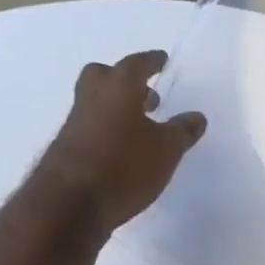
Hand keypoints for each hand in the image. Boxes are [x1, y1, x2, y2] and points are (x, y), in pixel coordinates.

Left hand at [33, 50, 205, 232]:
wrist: (71, 203)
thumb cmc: (125, 166)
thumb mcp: (166, 150)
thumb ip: (182, 131)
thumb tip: (196, 117)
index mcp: (118, 88)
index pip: (136, 64)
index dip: (151, 62)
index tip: (162, 61)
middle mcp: (92, 98)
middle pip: (104, 76)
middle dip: (123, 80)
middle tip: (145, 94)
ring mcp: (75, 123)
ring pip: (95, 103)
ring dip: (116, 108)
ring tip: (140, 127)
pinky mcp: (68, 149)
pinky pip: (90, 128)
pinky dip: (107, 131)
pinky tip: (123, 151)